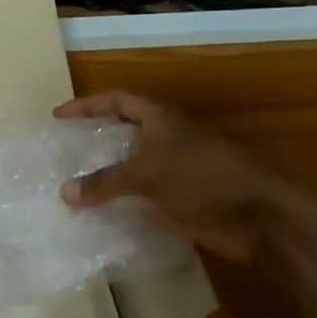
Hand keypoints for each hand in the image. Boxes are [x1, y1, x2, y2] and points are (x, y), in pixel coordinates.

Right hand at [55, 92, 285, 262]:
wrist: (259, 215)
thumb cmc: (204, 178)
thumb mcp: (149, 174)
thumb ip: (106, 181)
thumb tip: (64, 192)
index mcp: (162, 119)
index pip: (117, 101)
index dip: (87, 105)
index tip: (58, 117)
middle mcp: (168, 139)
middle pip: (125, 133)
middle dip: (96, 141)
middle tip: (65, 152)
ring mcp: (177, 170)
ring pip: (133, 167)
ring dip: (108, 176)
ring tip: (75, 186)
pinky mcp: (183, 199)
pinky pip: (144, 197)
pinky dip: (124, 203)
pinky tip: (103, 216)